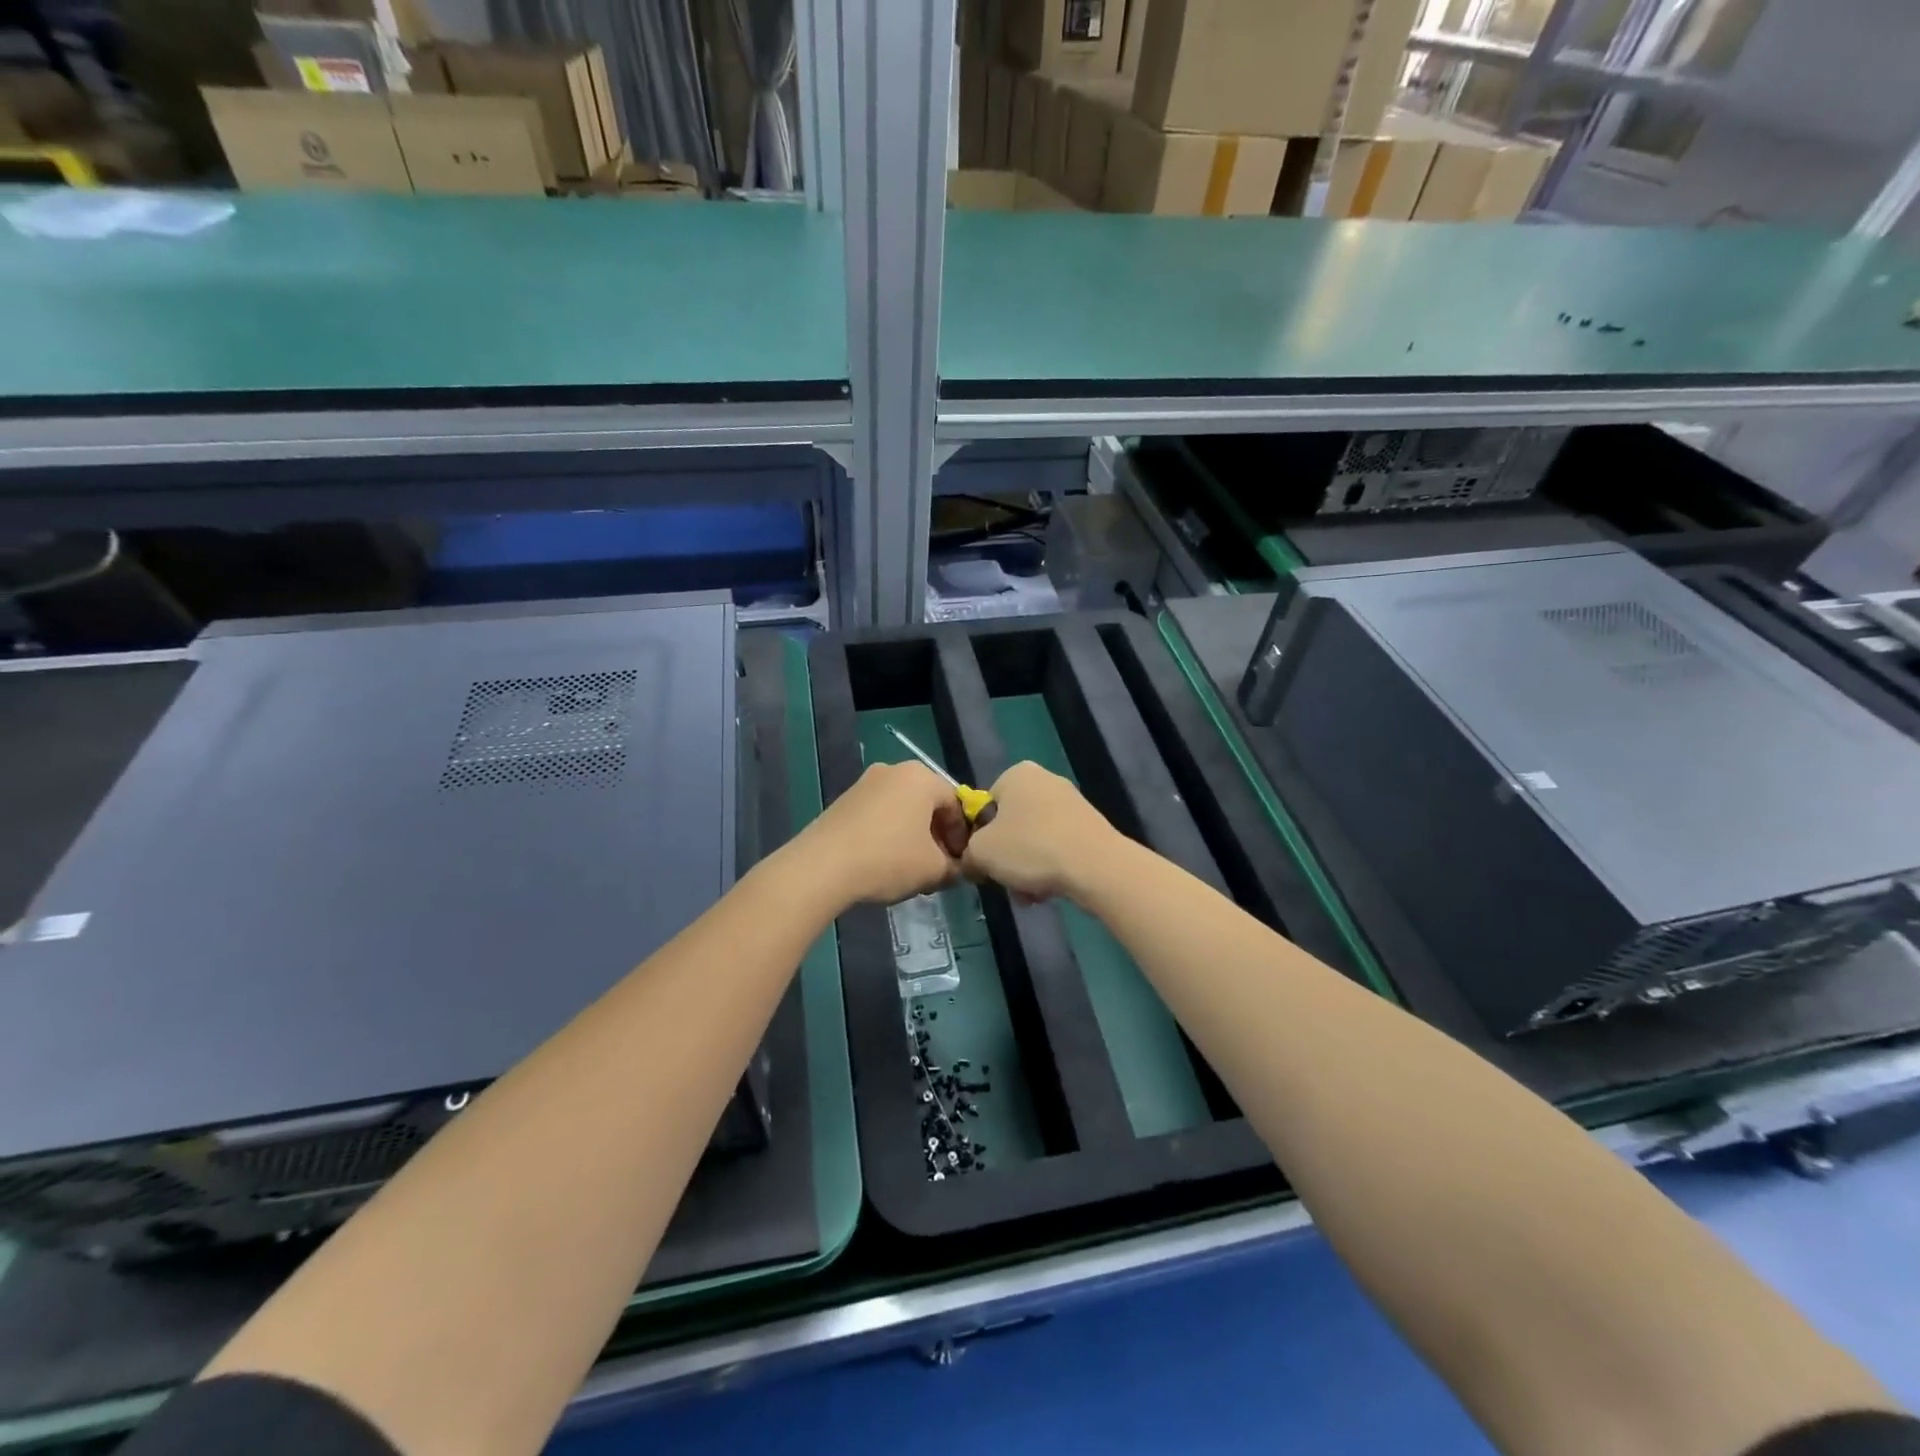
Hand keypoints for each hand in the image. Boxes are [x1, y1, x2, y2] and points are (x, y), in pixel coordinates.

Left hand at [801, 761, 967, 905]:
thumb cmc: (888, 859)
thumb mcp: (934, 870)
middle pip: (928, 804)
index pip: (956, 804)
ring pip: (902, 809)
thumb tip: (957, 869)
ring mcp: (865, 782)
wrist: (822, 866)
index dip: (962, 836)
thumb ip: (955, 868)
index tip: (959, 863)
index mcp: (922, 777)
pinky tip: (884, 862)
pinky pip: (879, 814)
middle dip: (937, 836)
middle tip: (938, 866)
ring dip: (913, 836)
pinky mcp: (844, 800)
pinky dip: (889, 834)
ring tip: (911, 868)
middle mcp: (894, 770)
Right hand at [961, 761, 1119, 902]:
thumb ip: (967, 854)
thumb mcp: (981, 852)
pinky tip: (1050, 890)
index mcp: (1017, 774)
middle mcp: (1046, 780)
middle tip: (1006, 881)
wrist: (1096, 866)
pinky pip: (1058, 848)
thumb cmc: (1031, 848)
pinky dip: (1050, 868)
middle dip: (1007, 858)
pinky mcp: (1090, 826)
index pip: (986, 806)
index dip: (980, 837)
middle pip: (1011, 825)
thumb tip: (972, 862)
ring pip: (1034, 840)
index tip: (984, 861)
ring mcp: (1072, 803)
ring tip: (1029, 894)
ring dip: (1026, 868)